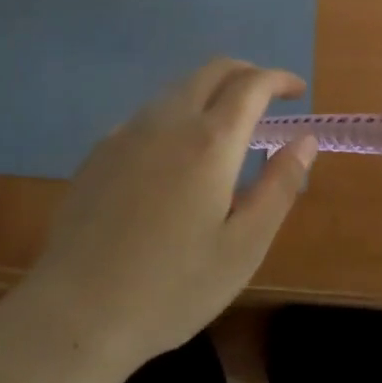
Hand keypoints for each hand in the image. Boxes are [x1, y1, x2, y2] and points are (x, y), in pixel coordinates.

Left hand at [17, 59, 316, 375]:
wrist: (76, 312)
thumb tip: (305, 140)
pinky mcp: (101, 149)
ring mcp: (129, 131)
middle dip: (246, 73)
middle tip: (267, 96)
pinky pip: (150, 113)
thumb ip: (279, 187)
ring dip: (211, 90)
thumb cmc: (172, 288)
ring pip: (179, 87)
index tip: (297, 90)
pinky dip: (177, 113)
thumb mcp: (243, 248)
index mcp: (210, 141)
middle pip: (213, 70)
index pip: (252, 85)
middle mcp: (169, 120)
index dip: (278, 79)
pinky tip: (175, 154)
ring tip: (227, 124)